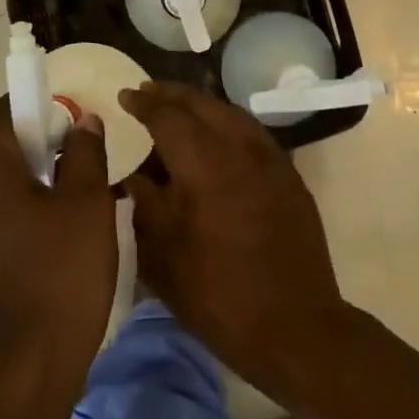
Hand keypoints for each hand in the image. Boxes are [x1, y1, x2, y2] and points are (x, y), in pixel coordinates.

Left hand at [0, 98, 116, 384]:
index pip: (8, 111)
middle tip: (78, 171)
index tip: (76, 129)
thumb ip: (85, 151)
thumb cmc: (62, 272)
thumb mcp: (88, 203)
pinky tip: (38, 239)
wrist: (25, 364)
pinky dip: (5, 214)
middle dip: (35, 149)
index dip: (45, 111)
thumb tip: (82, 122)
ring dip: (19, 183)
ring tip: (61, 209)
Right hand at [118, 82, 350, 384]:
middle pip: (203, 105)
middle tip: (148, 92)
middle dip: (172, 95)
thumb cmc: (216, 295)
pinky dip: (229, 124)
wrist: (293, 326)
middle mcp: (241, 151)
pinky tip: (218, 137)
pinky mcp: (290, 177)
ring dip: (202, 105)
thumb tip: (134, 173)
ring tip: (179, 108)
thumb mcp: (161, 256)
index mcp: (204, 166)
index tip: (124, 96)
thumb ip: (144, 203)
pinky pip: (254, 134)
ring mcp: (272, 162)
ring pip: (233, 115)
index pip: (168, 117)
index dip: (143, 103)